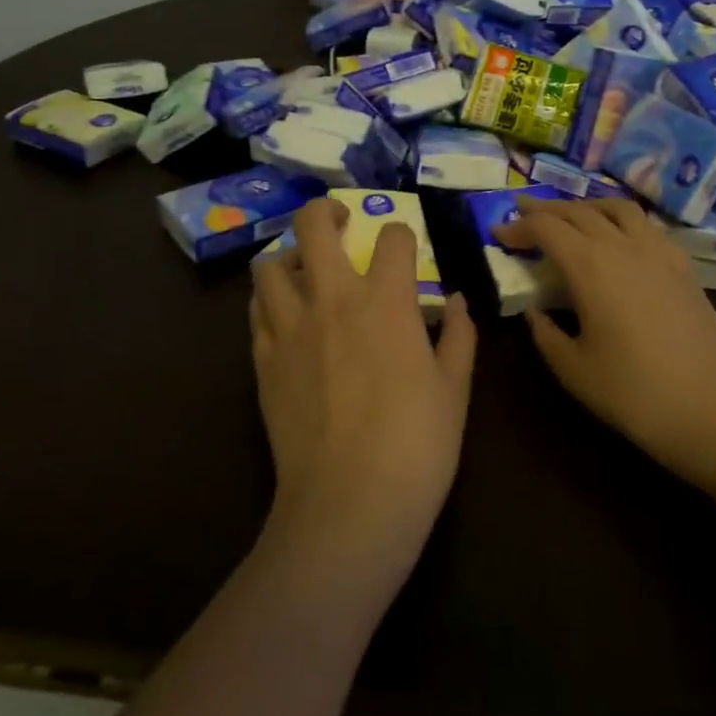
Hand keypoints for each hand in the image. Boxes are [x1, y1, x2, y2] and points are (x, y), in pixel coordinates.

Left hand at [249, 198, 477, 577]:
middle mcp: (332, 300)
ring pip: (270, 265)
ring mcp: (290, 329)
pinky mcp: (263, 361)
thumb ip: (459, 336)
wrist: (349, 504)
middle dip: (326, 212)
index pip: (392, 238)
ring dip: (290, 257)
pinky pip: (256, 311)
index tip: (408, 252)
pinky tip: (288, 318)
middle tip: (340, 222)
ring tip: (306, 271)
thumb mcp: (455, 389)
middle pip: (313, 226)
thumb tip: (458, 302)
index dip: (404, 237)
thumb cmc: (417, 445)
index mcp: (386, 301)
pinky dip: (270, 301)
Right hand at [495, 198, 715, 485]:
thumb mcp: (573, 370)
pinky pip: (647, 226)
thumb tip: (535, 311)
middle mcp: (624, 247)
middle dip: (546, 210)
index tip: (498, 234)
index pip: (546, 229)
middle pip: (579, 211)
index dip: (518, 227)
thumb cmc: (634, 394)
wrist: (713, 411)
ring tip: (570, 216)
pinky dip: (622, 220)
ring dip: (586, 206)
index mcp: (591, 267)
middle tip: (523, 215)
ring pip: (618, 208)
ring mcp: (659, 253)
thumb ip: (545, 333)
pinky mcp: (683, 266)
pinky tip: (619, 238)